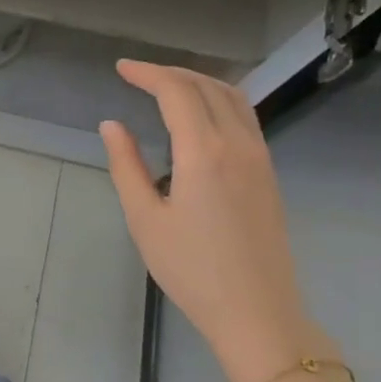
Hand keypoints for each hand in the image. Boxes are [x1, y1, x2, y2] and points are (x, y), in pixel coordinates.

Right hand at [100, 61, 335, 381]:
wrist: (256, 312)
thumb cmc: (192, 270)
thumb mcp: (145, 219)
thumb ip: (126, 166)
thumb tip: (112, 125)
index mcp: (205, 152)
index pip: (176, 92)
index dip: (147, 73)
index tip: (121, 69)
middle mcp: (239, 144)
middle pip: (207, 86)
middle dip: (171, 73)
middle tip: (137, 75)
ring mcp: (260, 157)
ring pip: (233, 97)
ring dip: (199, 82)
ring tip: (167, 86)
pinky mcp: (268, 173)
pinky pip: (246, 117)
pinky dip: (219, 100)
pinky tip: (200, 115)